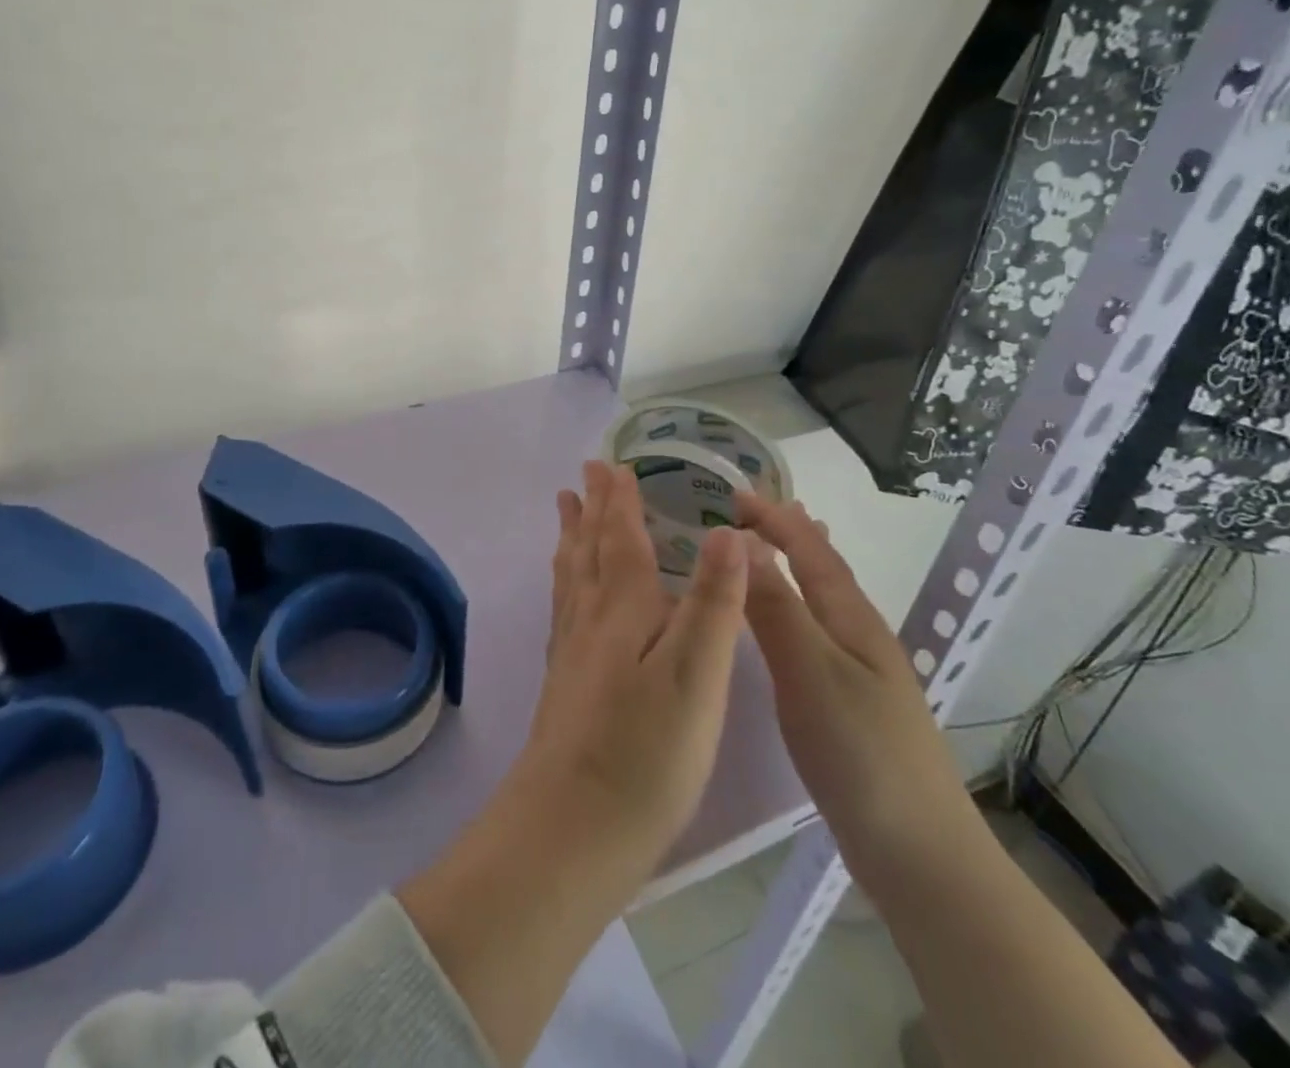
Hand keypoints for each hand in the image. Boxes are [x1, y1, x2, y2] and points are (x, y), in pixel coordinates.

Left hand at [516, 460, 750, 880]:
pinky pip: (563, 605)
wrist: (573, 825)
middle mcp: (589, 617)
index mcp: (622, 608)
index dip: (620, 500)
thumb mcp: (696, 675)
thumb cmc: (646, 751)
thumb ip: (711, 603)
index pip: (621, 538)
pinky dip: (566, 579)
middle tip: (585, 473)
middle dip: (592, 508)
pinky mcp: (564, 680)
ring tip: (565, 510)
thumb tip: (725, 531)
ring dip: (572, 536)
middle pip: (589, 548)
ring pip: (570, 574)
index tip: (612, 464)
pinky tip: (568, 591)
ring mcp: (571, 649)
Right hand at [733, 492, 983, 900]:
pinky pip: (816, 632)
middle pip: (824, 569)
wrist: (920, 854)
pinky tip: (787, 627)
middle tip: (753, 510)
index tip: (734, 493)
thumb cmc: (861, 753)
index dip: (775, 519)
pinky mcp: (852, 704)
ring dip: (795, 567)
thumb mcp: (809, 671)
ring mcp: (861, 672)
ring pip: (822, 601)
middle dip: (789, 533)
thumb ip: (775, 606)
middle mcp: (860, 636)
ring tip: (775, 548)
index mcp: (852, 620)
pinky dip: (796, 607)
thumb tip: (742, 541)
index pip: (810, 551)